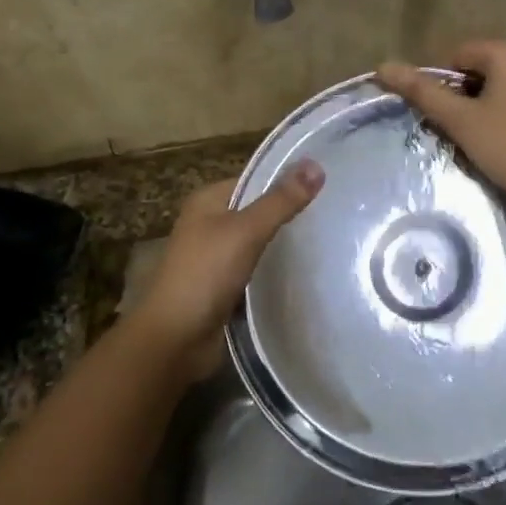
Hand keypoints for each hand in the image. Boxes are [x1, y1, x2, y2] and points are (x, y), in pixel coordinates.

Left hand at [127, 160, 323, 379]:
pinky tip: (302, 272)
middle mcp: (208, 223)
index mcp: (207, 201)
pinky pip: (254, 269)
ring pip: (256, 241)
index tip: (325, 184)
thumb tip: (316, 165)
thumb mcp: (246, 231)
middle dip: (288, 212)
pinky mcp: (222, 286)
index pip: (254, 179)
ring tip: (326, 240)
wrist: (174, 340)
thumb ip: (281, 201)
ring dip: (282, 244)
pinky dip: (273, 270)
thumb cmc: (205, 275)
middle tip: (331, 214)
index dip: (285, 179)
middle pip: (256, 209)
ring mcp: (214, 257)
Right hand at [377, 41, 505, 214]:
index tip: (447, 118)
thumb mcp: (461, 121)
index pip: (460, 55)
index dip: (445, 85)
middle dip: (471, 97)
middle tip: (465, 133)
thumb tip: (383, 65)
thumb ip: (422, 92)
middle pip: (487, 69)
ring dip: (495, 107)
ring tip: (492, 143)